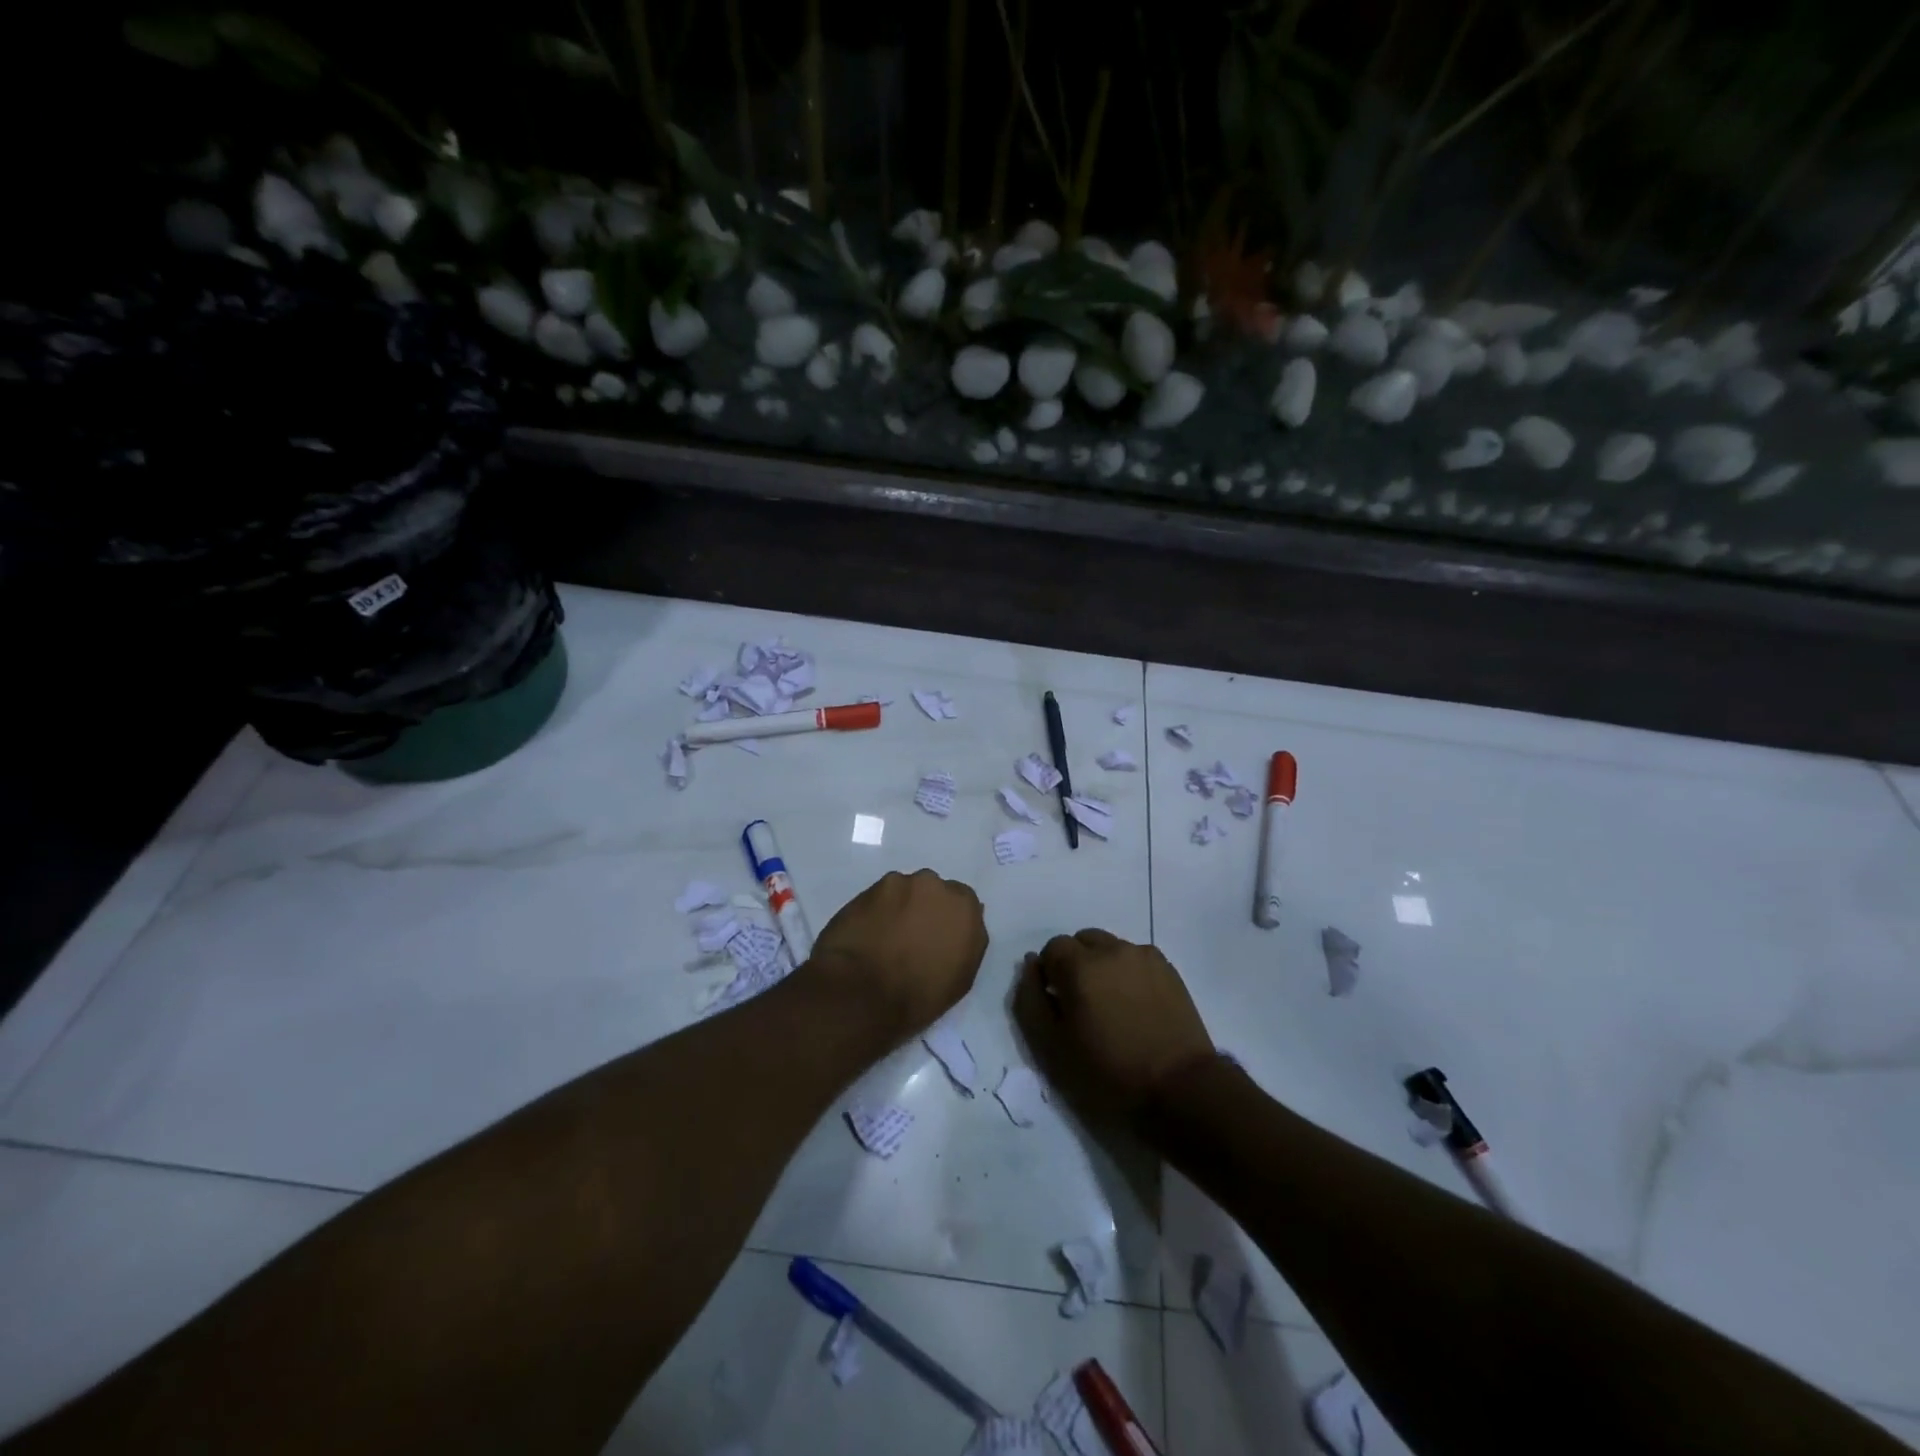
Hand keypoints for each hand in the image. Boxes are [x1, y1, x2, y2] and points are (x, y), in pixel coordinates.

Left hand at [805, 870, 988, 1041]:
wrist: (865, 994)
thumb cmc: (921, 995)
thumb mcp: (962, 976)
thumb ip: (967, 940)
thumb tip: (959, 926)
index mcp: (963, 905)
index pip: (962, 901)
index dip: (949, 919)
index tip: (939, 936)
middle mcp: (933, 884)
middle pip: (931, 890)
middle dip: (924, 907)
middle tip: (912, 936)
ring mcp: (897, 883)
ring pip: (902, 891)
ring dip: (898, 907)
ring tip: (885, 937)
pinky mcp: (865, 890)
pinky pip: (876, 898)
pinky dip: (874, 912)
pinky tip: (866, 934)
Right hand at [1012, 929, 1215, 1121]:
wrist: (1179, 1088)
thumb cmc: (1109, 1072)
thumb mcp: (1052, 1045)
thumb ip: (1030, 999)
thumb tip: (1030, 964)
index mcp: (1080, 965)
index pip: (1052, 948)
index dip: (1050, 973)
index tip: (1058, 1003)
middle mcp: (1112, 949)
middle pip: (1083, 941)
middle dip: (1075, 964)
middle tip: (1082, 1004)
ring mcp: (1144, 956)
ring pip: (1111, 948)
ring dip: (1103, 966)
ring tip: (1112, 1006)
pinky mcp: (1168, 969)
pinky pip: (1136, 959)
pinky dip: (1128, 973)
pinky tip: (1136, 1006)